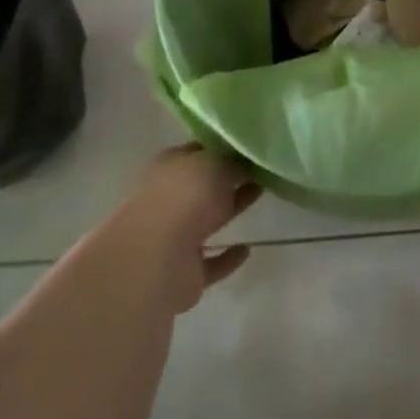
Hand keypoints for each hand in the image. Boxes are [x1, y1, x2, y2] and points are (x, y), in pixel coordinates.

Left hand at [104, 145, 262, 314]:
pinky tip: (246, 250)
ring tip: (262, 194)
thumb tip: (245, 164)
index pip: (199, 152)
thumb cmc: (185, 197)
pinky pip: (212, 262)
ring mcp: (175, 237)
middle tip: (262, 169)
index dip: (223, 148)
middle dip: (231, 178)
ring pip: (209, 220)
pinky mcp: (185, 272)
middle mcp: (169, 199)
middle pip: (205, 185)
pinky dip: (227, 258)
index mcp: (170, 166)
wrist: (157, 259)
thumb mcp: (217, 164)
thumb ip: (233, 163)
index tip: (250, 146)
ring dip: (232, 208)